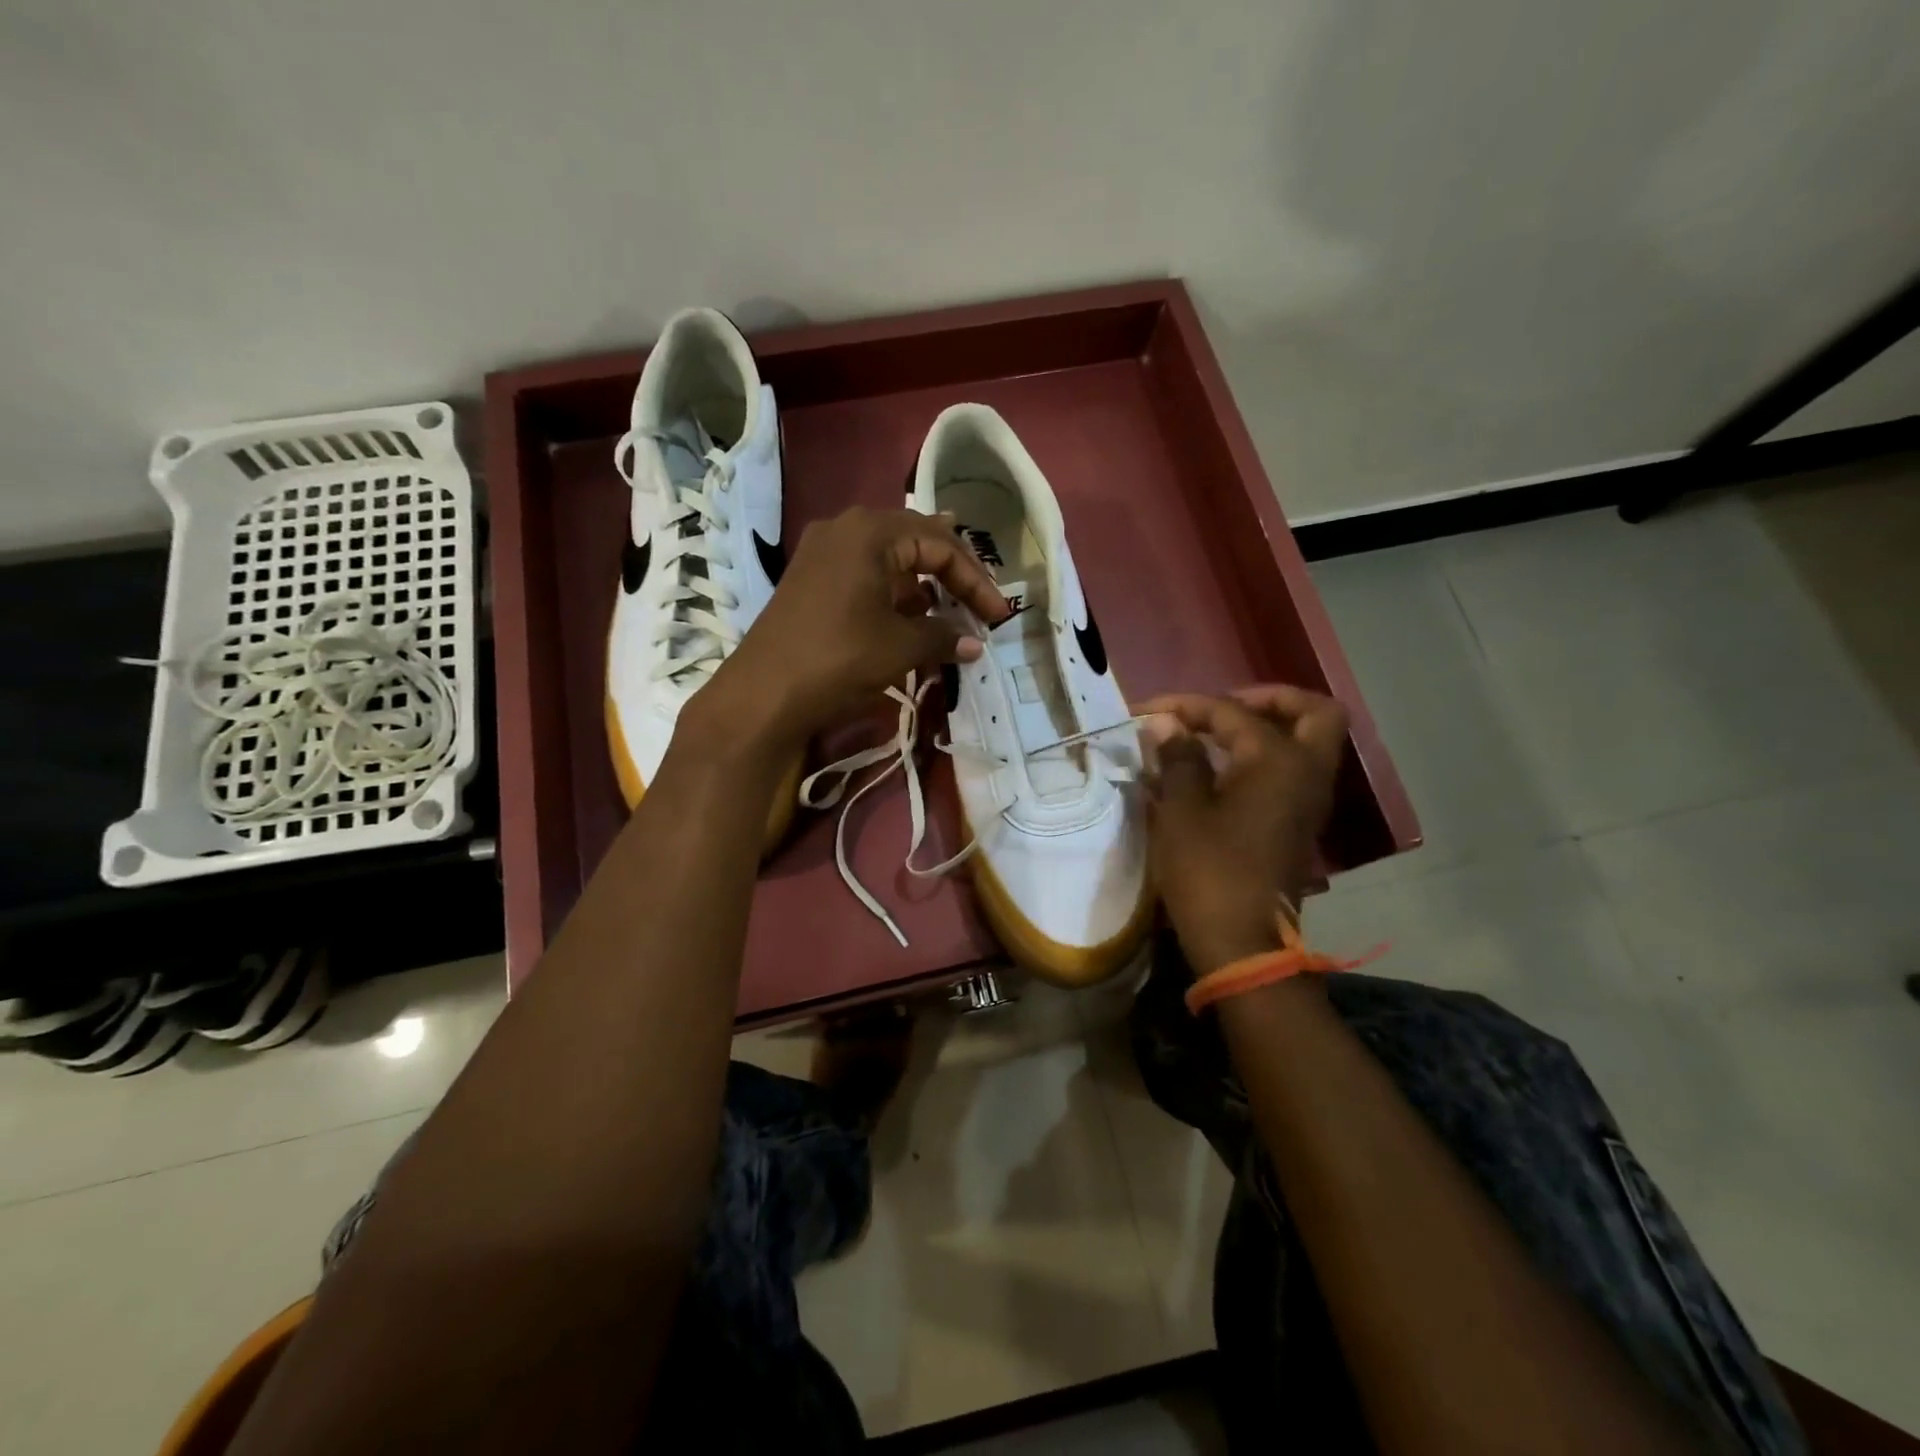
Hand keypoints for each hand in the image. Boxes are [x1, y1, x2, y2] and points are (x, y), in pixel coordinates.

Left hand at [698, 507, 1009, 749]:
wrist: (763, 694)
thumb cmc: (838, 659)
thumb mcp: (900, 648)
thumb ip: (944, 636)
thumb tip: (975, 643)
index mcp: (871, 532)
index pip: (941, 545)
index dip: (976, 581)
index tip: (998, 616)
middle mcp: (846, 529)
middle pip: (916, 540)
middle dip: (953, 574)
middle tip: (979, 603)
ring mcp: (823, 552)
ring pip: (890, 556)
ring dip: (923, 583)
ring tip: (950, 609)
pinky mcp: (810, 578)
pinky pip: (865, 572)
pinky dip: (894, 592)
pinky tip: (910, 616)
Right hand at [1139, 685, 1348, 975]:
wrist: (1242, 942)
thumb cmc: (1209, 870)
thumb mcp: (1182, 810)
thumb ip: (1178, 758)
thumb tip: (1166, 724)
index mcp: (1278, 760)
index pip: (1232, 712)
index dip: (1186, 706)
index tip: (1146, 711)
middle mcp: (1306, 772)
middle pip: (1312, 713)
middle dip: (1269, 700)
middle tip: (1222, 707)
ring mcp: (1308, 800)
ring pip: (1306, 743)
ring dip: (1267, 728)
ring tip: (1213, 734)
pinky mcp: (1297, 824)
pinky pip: (1292, 770)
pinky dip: (1264, 757)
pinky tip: (1219, 769)